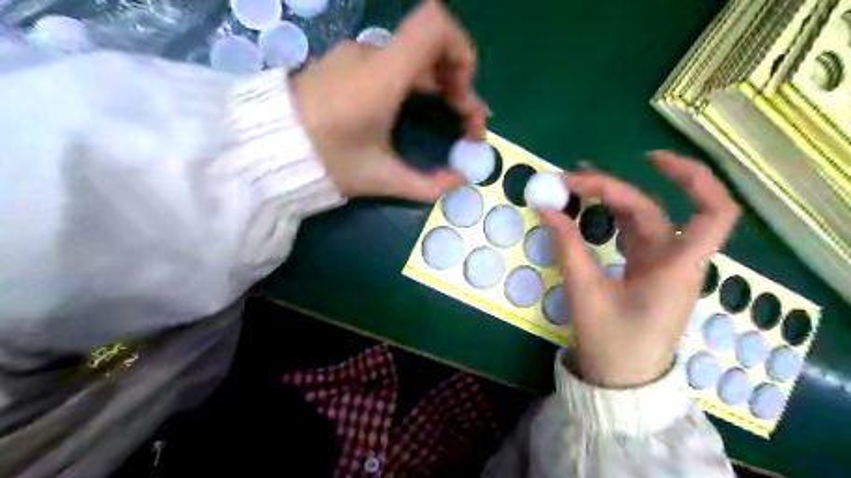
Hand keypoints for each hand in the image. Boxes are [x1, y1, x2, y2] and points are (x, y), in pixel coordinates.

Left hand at [295, 0, 489, 200]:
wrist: (265, 149)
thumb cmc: (326, 162)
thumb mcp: (380, 179)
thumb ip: (426, 185)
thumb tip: (459, 182)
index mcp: (383, 75)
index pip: (436, 25)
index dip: (462, 53)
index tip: (463, 96)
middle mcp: (372, 55)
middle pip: (431, 46)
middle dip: (458, 82)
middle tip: (466, 123)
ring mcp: (356, 56)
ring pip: (413, 57)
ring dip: (439, 84)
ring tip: (448, 117)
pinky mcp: (345, 64)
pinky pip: (393, 62)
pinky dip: (415, 82)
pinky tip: (414, 109)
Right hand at [540, 154, 742, 387]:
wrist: (621, 382)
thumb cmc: (612, 344)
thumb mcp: (585, 294)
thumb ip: (567, 247)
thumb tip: (546, 208)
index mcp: (676, 268)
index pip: (713, 213)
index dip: (692, 178)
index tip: (648, 159)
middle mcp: (675, 261)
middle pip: (652, 209)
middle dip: (611, 188)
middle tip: (568, 180)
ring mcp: (660, 265)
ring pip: (641, 218)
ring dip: (610, 197)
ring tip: (573, 184)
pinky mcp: (645, 271)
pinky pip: (630, 234)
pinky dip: (609, 217)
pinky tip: (587, 208)